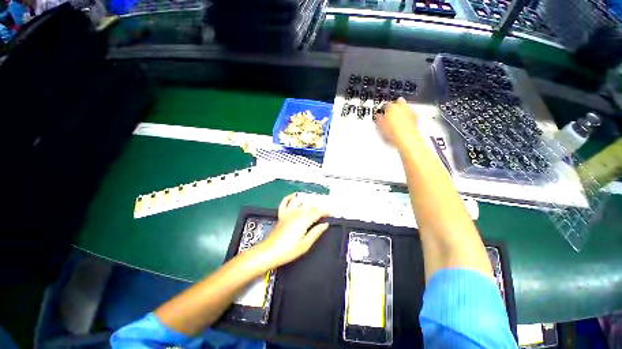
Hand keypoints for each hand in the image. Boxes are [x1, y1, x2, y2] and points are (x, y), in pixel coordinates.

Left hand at [253, 193, 329, 270]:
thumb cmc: (288, 251)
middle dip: (318, 207)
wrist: (269, 252)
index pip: (317, 212)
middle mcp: (296, 213)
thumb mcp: (305, 245)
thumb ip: (316, 232)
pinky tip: (294, 196)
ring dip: (307, 201)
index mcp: (303, 220)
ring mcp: (288, 212)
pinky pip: (285, 201)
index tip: (330, 214)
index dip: (325, 212)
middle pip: (310, 205)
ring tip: (312, 205)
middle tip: (322, 214)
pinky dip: (290, 197)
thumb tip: (325, 225)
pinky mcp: (281, 214)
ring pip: (300, 200)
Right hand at [376, 97, 419, 148]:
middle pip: (398, 101)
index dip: (383, 109)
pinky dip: (407, 117)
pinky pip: (410, 114)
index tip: (382, 112)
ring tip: (397, 119)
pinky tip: (403, 124)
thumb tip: (378, 116)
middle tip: (391, 113)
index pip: (386, 104)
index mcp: (391, 107)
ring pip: (405, 107)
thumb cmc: (393, 132)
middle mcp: (402, 106)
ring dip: (402, 111)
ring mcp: (410, 111)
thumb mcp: (380, 126)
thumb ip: (379, 119)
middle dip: (395, 105)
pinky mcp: (415, 117)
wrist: (406, 139)